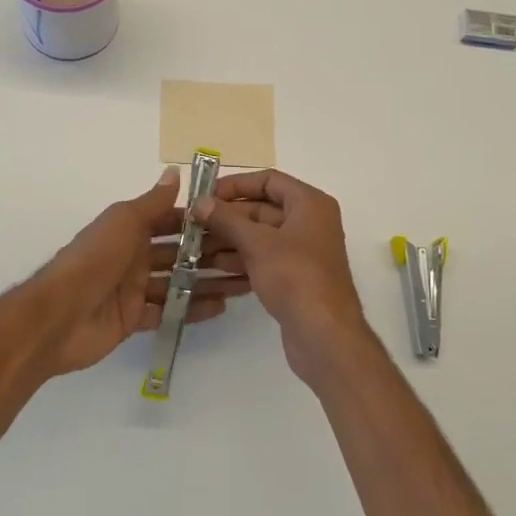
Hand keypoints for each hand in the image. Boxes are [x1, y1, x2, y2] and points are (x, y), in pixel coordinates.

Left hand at [31, 168, 250, 377]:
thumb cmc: (94, 259)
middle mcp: (133, 256)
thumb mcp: (124, 222)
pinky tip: (221, 307)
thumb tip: (175, 171)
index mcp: (129, 229)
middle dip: (209, 253)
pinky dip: (192, 309)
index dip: (199, 221)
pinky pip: (169, 311)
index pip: (171, 221)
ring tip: (243, 282)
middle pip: (178, 253)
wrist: (59, 315)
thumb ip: (153, 202)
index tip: (234, 220)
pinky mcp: (134, 318)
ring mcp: (134, 289)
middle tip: (248, 255)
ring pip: (177, 283)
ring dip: (207, 281)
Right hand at [193, 170, 379, 388]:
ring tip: (193, 248)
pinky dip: (240, 261)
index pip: (269, 180)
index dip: (236, 185)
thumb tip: (200, 202)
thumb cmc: (295, 277)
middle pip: (262, 209)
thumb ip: (227, 220)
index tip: (205, 195)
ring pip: (259, 237)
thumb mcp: (257, 243)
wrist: (324, 335)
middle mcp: (309, 222)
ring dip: (228, 241)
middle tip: (191, 224)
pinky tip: (211, 269)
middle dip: (227, 217)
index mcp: (309, 204)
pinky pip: (263, 260)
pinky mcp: (294, 278)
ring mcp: (302, 252)